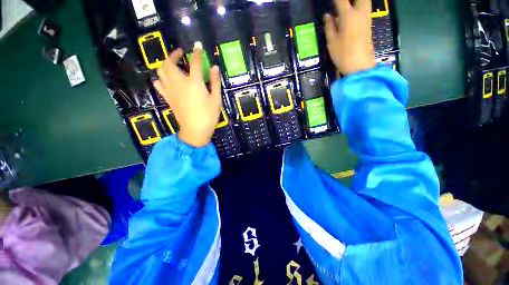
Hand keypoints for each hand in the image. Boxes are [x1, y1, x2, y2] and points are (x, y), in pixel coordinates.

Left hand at [154, 43, 221, 147]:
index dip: (197, 52)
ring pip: (161, 71)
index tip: (198, 46)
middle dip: (173, 55)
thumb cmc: (209, 115)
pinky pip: (158, 84)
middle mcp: (179, 83)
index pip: (194, 62)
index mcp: (193, 82)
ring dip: (165, 64)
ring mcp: (171, 90)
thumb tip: (215, 67)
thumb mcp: (216, 99)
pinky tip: (167, 79)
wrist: (195, 130)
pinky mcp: (168, 98)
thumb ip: (215, 82)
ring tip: (173, 65)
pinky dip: (161, 78)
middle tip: (180, 54)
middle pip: (169, 63)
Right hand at [324, 0, 375, 74]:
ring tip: (346, 7)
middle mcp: (360, 13)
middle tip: (342, 3)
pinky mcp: (368, 25)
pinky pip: (364, 9)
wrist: (360, 66)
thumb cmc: (343, 55)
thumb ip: (329, 27)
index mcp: (348, 16)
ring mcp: (366, 19)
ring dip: (356, 2)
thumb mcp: (332, 42)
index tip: (330, 2)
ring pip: (364, 1)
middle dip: (349, 0)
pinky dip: (358, 7)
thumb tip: (328, 16)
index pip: (341, 0)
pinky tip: (350, 12)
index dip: (335, 0)